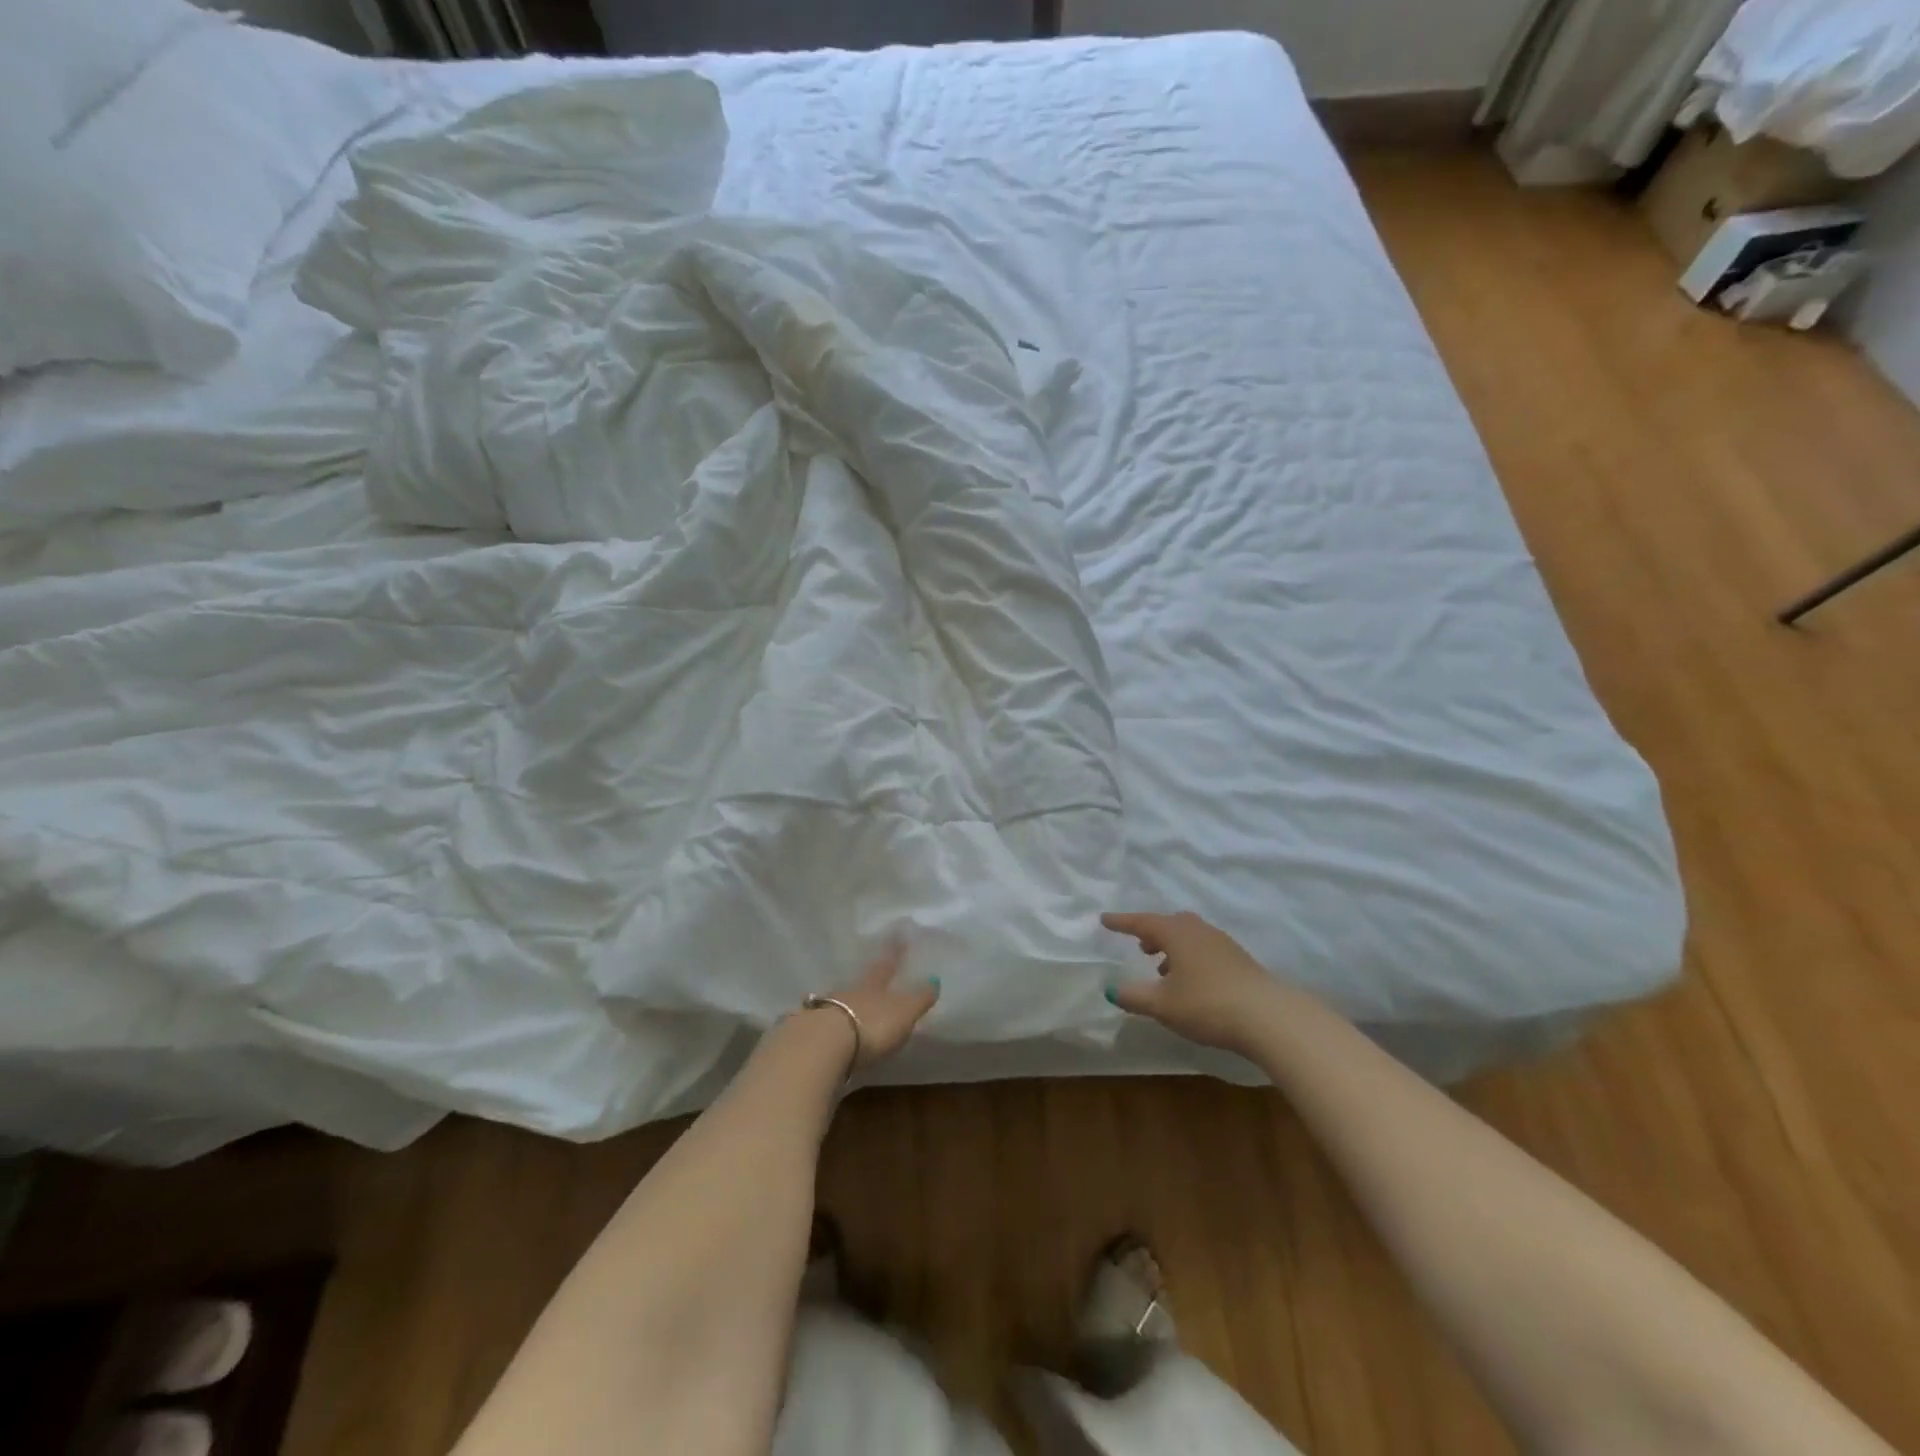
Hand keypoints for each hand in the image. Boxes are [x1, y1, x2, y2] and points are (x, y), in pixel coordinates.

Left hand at [818, 939, 939, 1071]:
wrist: (823, 1044)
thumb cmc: (871, 1025)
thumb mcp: (903, 1012)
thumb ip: (919, 998)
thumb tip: (935, 980)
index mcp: (875, 984)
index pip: (888, 964)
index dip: (894, 951)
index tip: (898, 934)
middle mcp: (851, 990)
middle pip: (862, 980)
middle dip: (870, 976)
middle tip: (874, 970)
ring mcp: (827, 1007)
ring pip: (841, 997)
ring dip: (848, 1000)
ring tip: (853, 1003)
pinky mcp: (810, 1028)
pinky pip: (824, 1019)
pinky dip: (831, 1020)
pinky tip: (831, 1027)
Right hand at [1103, 911, 1286, 1056]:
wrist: (1269, 1017)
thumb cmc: (1207, 1004)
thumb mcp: (1162, 1005)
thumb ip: (1134, 996)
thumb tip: (1111, 989)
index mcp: (1176, 933)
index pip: (1142, 922)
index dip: (1122, 922)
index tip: (1105, 920)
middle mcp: (1198, 931)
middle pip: (1170, 924)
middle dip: (1152, 933)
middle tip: (1140, 946)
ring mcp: (1222, 943)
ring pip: (1189, 936)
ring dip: (1172, 948)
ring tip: (1163, 970)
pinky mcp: (1239, 960)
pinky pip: (1205, 949)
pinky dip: (1190, 958)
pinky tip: (1191, 982)